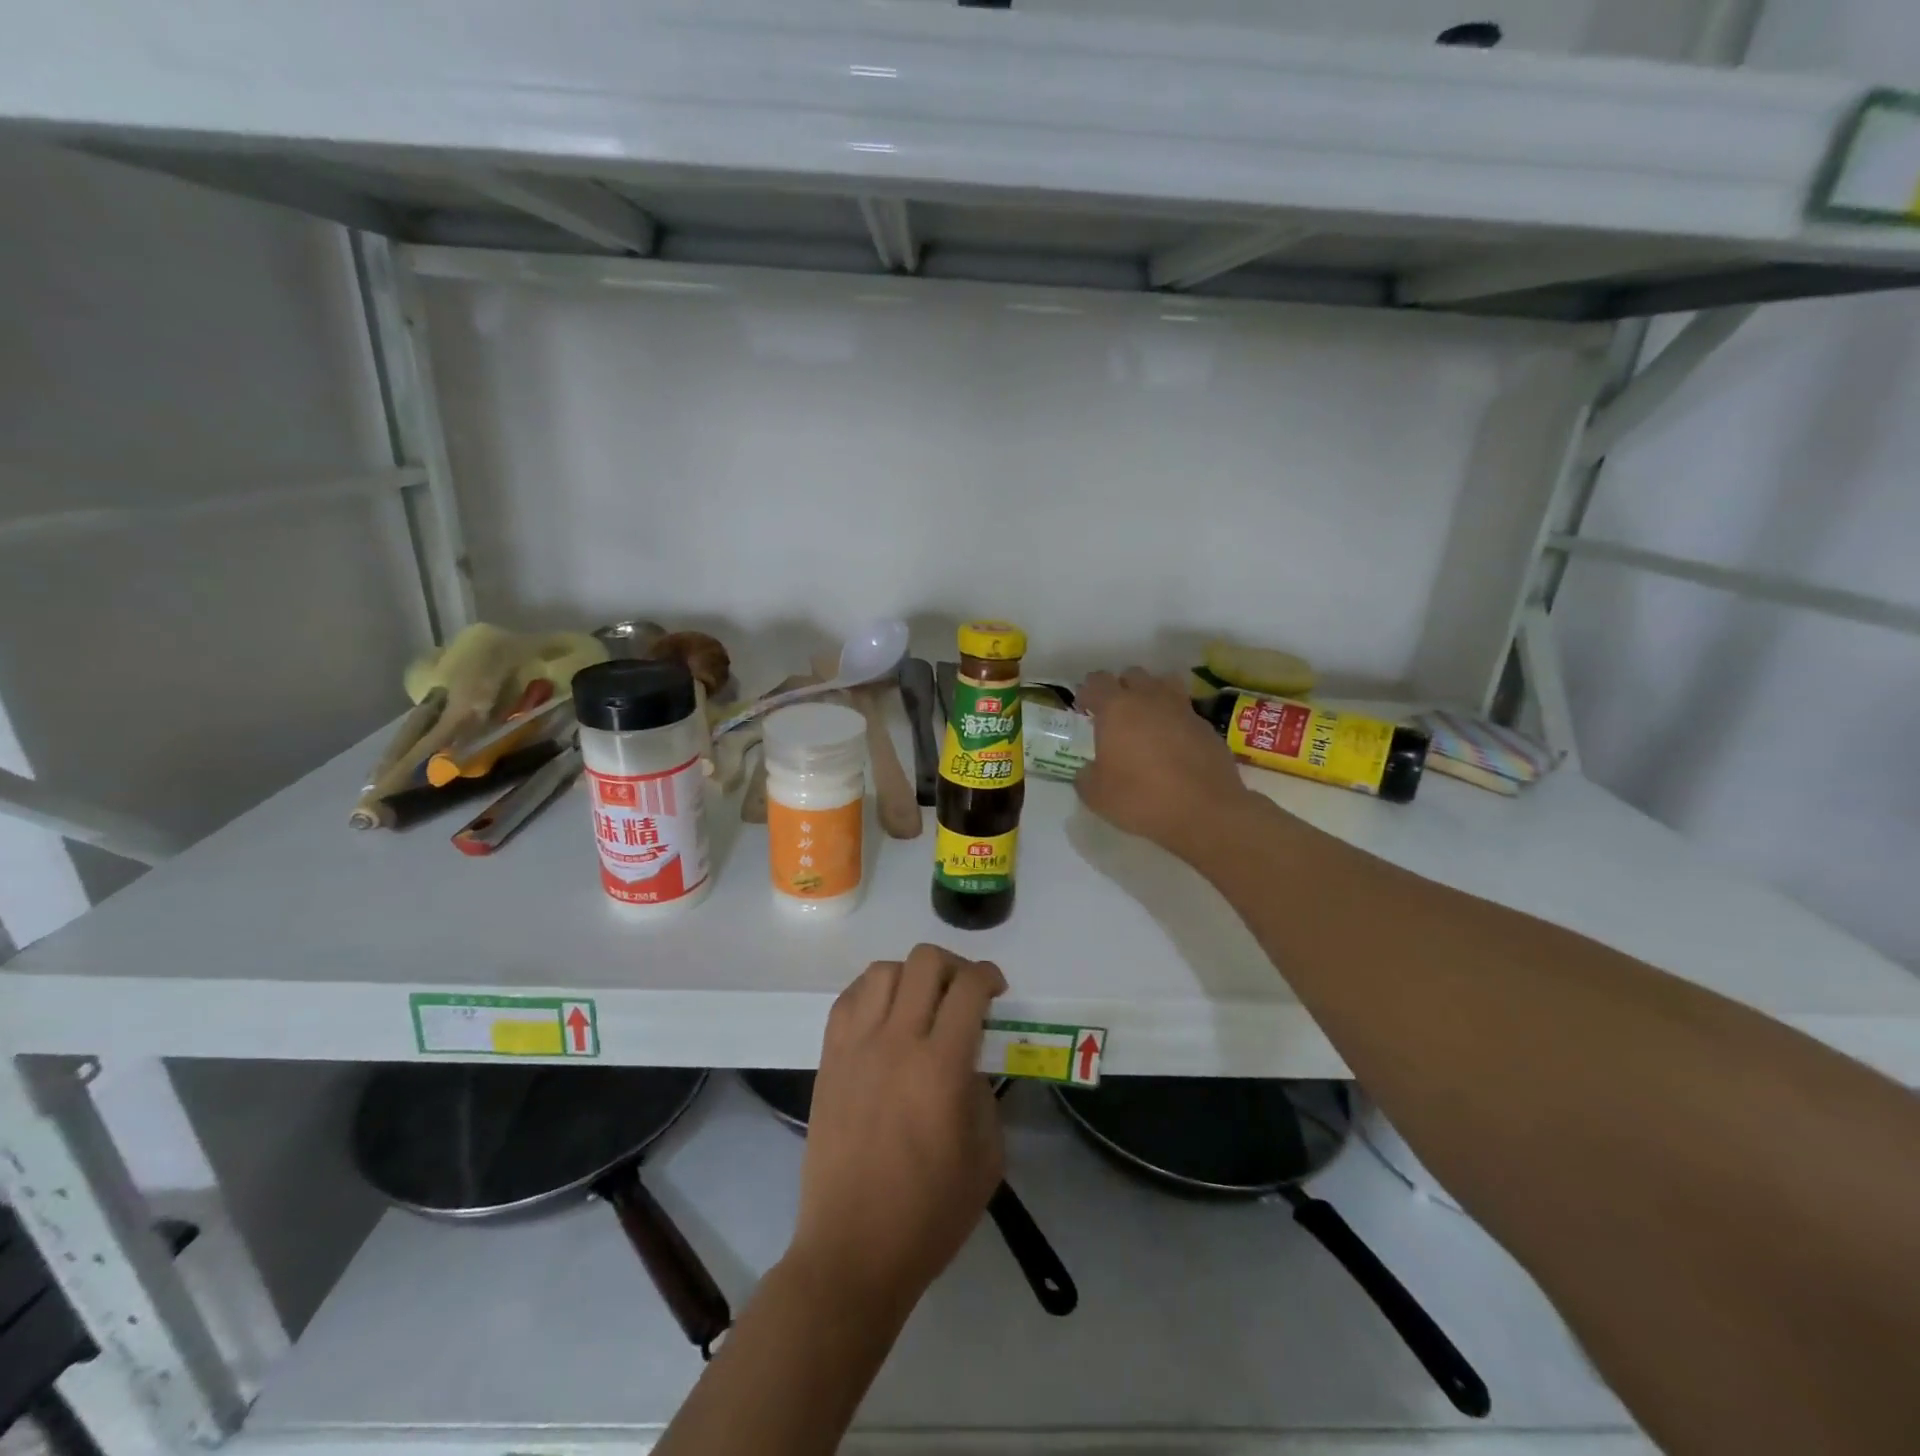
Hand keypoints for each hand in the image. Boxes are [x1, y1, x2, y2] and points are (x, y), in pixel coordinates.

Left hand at [787, 945, 1007, 1322]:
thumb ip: (984, 1095)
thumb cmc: (929, 1214)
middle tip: (964, 993)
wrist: (852, 1251)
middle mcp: (897, 1042)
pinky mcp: (828, 1059)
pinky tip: (886, 1017)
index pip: (968, 988)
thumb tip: (969, 1062)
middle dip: (954, 966)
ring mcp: (855, 1046)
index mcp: (941, 1067)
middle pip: (924, 962)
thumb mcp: (985, 1158)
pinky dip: (873, 992)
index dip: (989, 976)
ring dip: (911, 975)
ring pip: (884, 970)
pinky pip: (849, 999)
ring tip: (922, 1002)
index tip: (996, 990)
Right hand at [1076, 667, 1252, 858]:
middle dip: (1120, 688)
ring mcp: (1182, 709)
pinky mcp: (1205, 726)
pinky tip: (1173, 743)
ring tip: (1146, 719)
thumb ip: (1085, 776)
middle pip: (1132, 675)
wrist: (1205, 812)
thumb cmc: (1142, 799)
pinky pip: (1184, 711)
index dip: (1087, 692)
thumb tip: (1088, 771)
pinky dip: (1174, 719)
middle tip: (1115, 714)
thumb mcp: (1097, 796)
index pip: (1096, 682)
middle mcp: (1149, 699)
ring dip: (1151, 694)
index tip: (1084, 709)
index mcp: (1117, 708)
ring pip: (1163, 684)